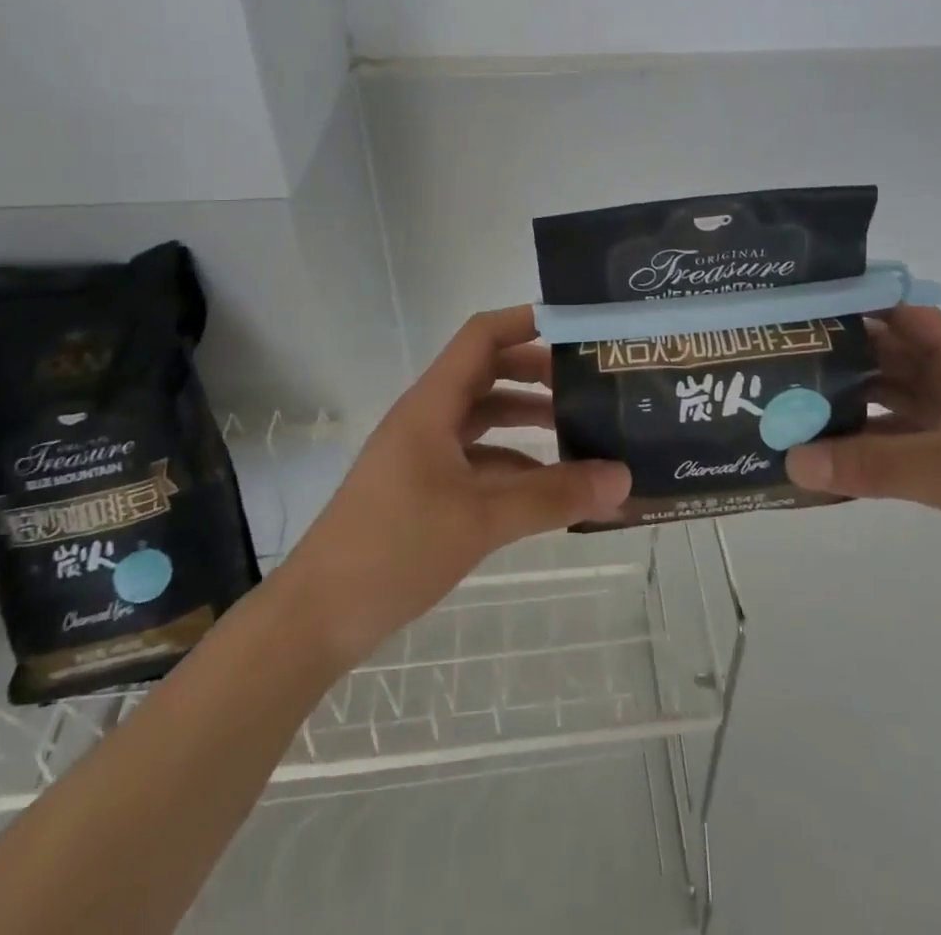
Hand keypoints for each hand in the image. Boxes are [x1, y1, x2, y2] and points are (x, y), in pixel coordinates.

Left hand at [279, 306, 629, 665]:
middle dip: (538, 372)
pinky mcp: (425, 487)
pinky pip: (479, 459)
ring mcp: (424, 453)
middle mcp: (428, 418)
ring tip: (582, 431)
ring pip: (485, 418)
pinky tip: (550, 487)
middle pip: (489, 372)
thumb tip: (623, 479)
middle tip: (590, 383)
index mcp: (432, 404)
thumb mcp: (481, 520)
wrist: (317, 619)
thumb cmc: (394, 549)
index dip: (527, 321)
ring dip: (529, 419)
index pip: (482, 336)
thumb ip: (553, 497)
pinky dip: (515, 463)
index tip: (578, 328)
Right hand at [786, 306, 940, 620]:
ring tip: (792, 401)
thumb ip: (869, 465)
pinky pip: (895, 440)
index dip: (861, 304)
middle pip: (891, 355)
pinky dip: (863, 443)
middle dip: (842, 354)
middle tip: (783, 356)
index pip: (906, 315)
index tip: (806, 306)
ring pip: (890, 399)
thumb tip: (792, 460)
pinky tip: (825, 453)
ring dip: (849, 400)